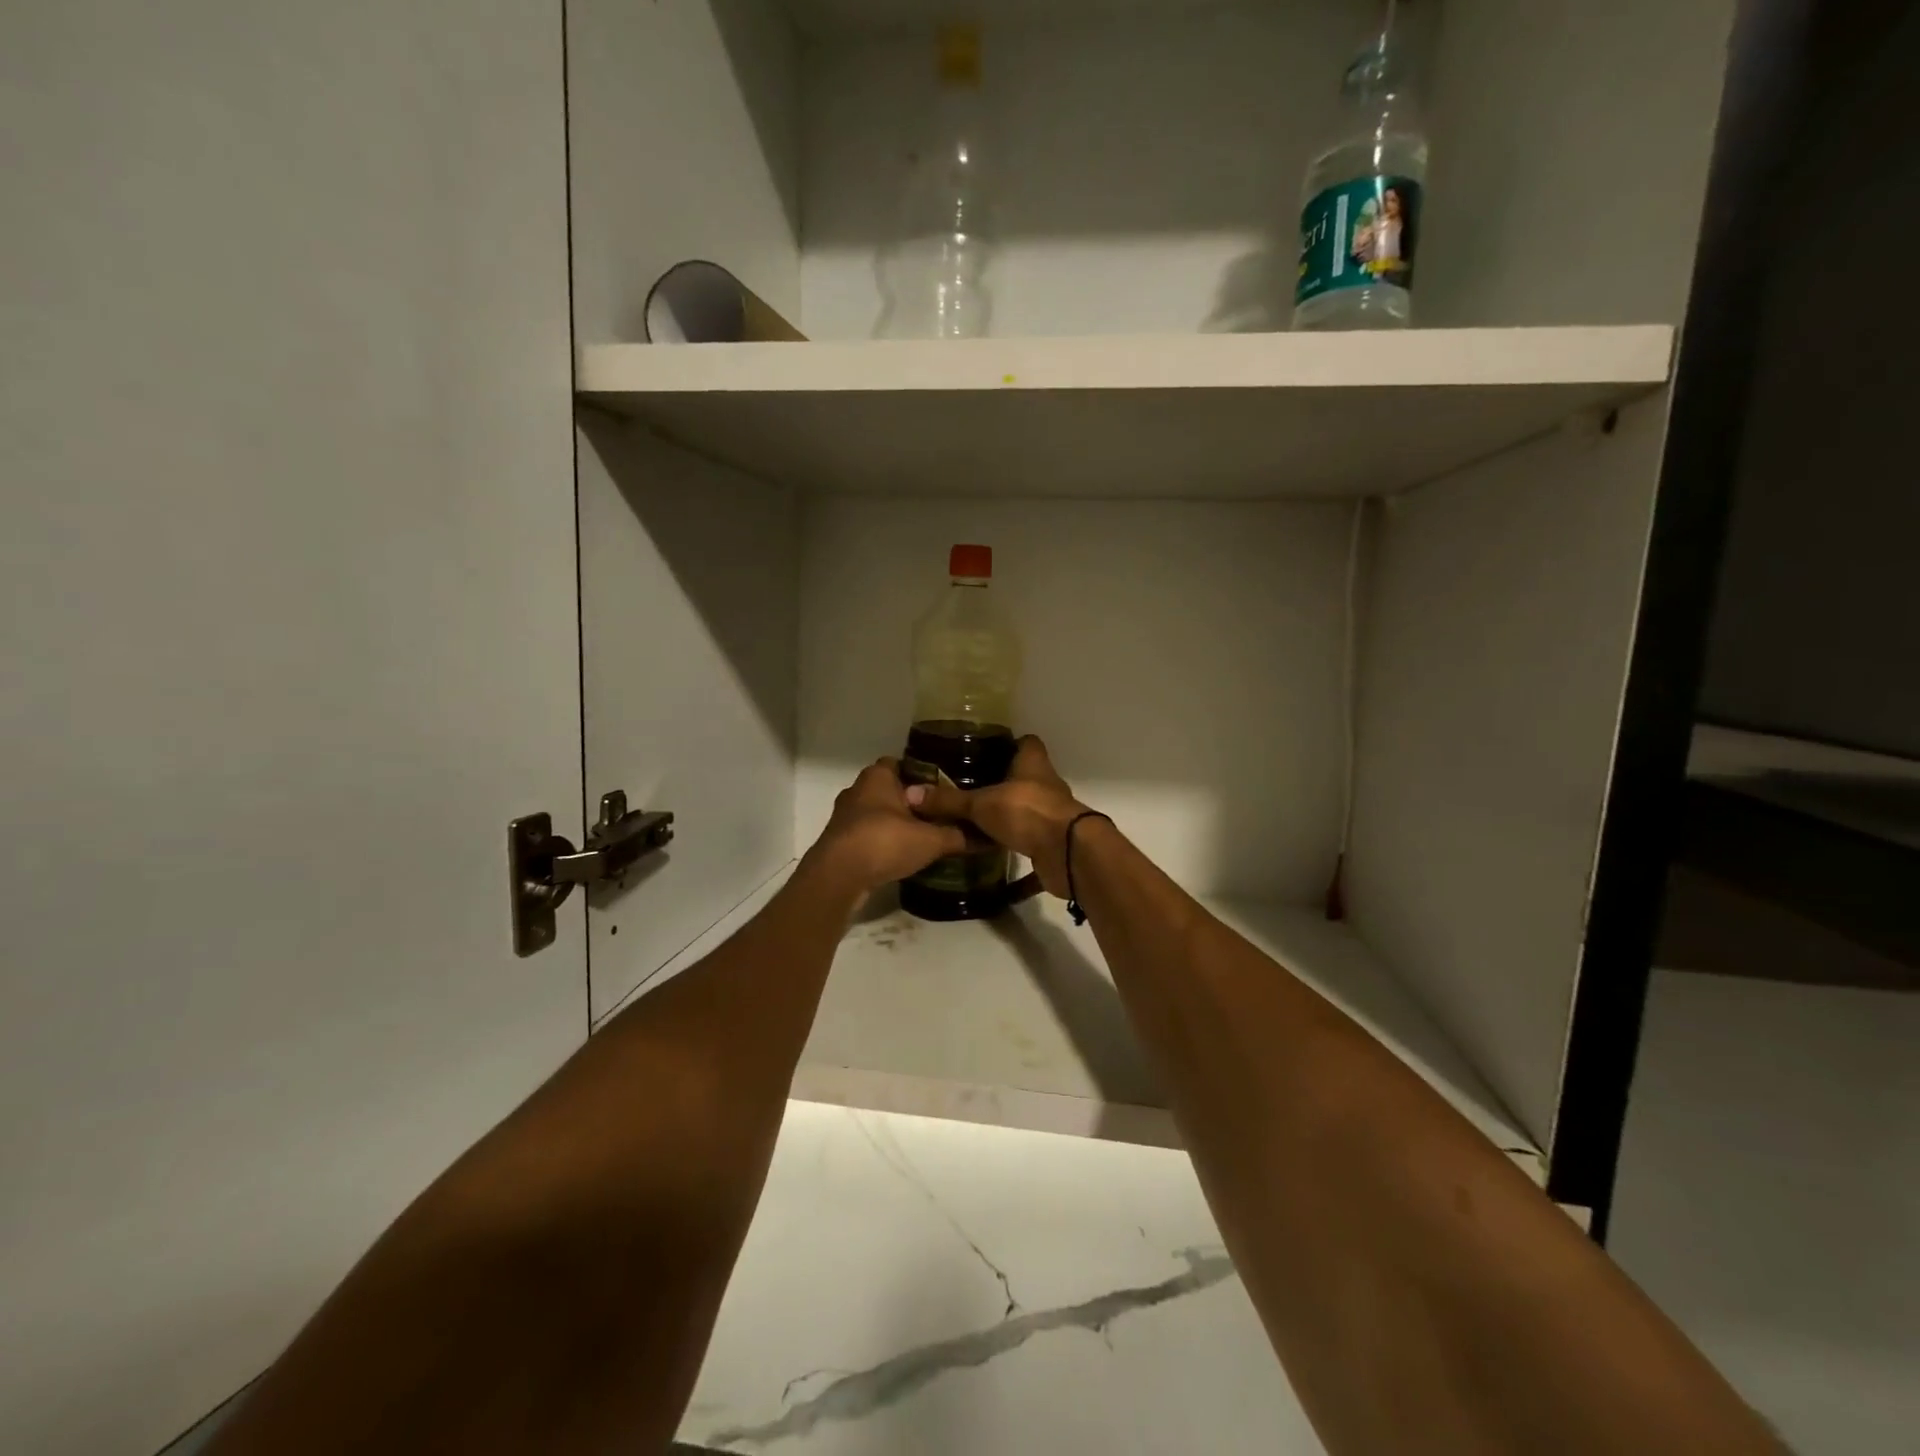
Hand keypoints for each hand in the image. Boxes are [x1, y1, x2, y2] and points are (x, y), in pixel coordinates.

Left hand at [803, 758, 969, 895]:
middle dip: (911, 800)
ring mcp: (844, 816)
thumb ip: (958, 835)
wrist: (838, 877)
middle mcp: (857, 789)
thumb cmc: (884, 842)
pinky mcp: (839, 841)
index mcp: (877, 776)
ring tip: (923, 836)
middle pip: (890, 789)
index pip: (903, 763)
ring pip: (877, 813)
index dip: (923, 774)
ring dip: (895, 823)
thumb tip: (987, 836)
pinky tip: (900, 855)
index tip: (944, 787)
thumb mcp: (931, 839)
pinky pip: (867, 835)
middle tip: (939, 814)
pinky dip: (882, 842)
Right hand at [905, 735, 1090, 897]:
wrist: (1068, 854)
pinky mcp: (1050, 842)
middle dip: (1000, 781)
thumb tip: (911, 794)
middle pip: (1023, 777)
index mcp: (1033, 764)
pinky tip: (987, 852)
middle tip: (966, 786)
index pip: (1026, 743)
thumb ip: (949, 801)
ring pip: (1024, 809)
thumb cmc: (1027, 812)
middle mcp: (1045, 785)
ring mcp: (1051, 814)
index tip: (983, 750)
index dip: (1009, 743)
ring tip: (971, 818)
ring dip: (1005, 814)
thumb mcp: (982, 804)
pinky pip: (1026, 841)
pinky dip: (1010, 846)